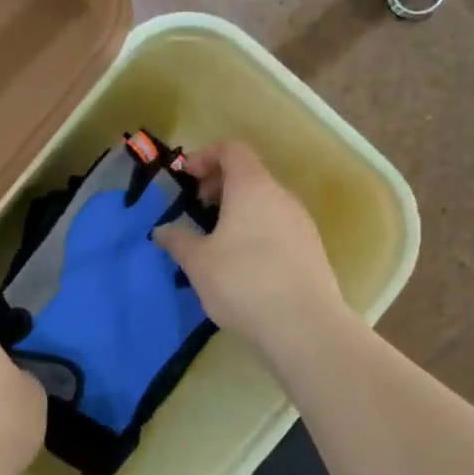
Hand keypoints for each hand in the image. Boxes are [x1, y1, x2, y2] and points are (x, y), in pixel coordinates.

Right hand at [153, 141, 348, 364]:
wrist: (304, 325)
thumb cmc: (243, 282)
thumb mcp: (198, 263)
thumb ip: (178, 240)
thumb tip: (163, 231)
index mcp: (252, 187)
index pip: (232, 149)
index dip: (205, 156)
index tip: (186, 179)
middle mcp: (281, 196)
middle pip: (249, 174)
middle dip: (219, 186)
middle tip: (197, 210)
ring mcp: (301, 222)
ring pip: (264, 203)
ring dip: (238, 211)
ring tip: (217, 242)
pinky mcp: (311, 249)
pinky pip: (277, 226)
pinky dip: (256, 231)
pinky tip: (243, 265)